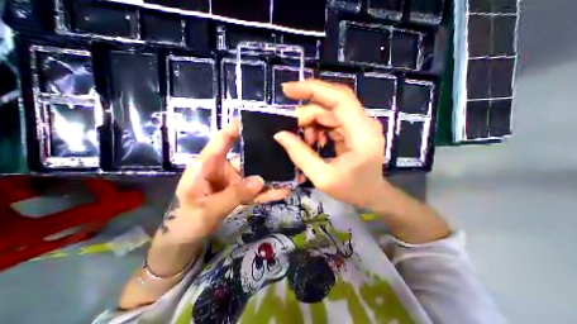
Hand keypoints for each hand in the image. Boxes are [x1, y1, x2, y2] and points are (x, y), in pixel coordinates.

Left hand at [159, 121, 290, 243]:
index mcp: (207, 165)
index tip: (253, 119)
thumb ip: (234, 195)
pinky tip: (284, 191)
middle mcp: (223, 170)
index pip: (222, 141)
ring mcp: (233, 183)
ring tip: (291, 173)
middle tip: (285, 149)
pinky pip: (256, 192)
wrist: (183, 244)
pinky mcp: (240, 195)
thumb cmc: (184, 223)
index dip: (235, 128)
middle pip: (246, 158)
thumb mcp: (206, 209)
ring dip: (272, 177)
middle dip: (265, 155)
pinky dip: (269, 192)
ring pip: (255, 176)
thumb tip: (261, 180)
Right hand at [273, 80, 389, 207]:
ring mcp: (360, 124)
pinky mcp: (354, 129)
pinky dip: (318, 128)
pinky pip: (332, 120)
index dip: (312, 89)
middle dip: (307, 114)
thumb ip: (300, 155)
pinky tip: (315, 142)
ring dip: (312, 123)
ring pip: (329, 111)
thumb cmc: (351, 190)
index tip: (287, 90)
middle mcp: (364, 123)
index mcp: (362, 133)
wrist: (371, 195)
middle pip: (330, 104)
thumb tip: (280, 135)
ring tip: (307, 142)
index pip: (338, 98)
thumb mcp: (322, 177)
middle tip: (293, 131)